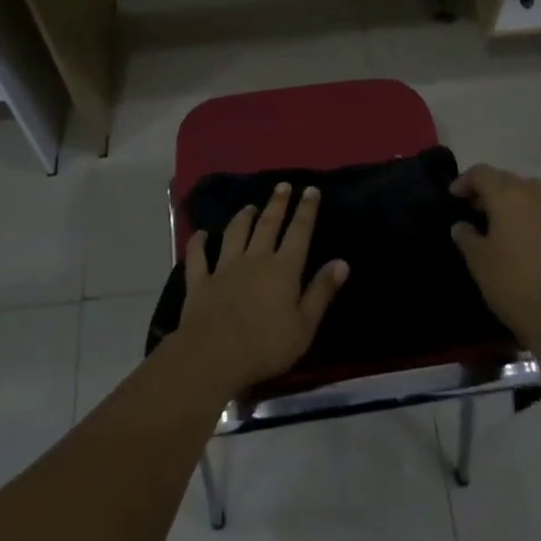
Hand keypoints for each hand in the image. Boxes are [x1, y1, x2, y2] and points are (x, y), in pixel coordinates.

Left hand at [177, 182, 348, 395]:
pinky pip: (198, 257)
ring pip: (235, 234)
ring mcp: (225, 268)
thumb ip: (321, 291)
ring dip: (242, 218)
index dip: (306, 210)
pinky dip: (198, 243)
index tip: (311, 190)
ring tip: (248, 206)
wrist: (213, 356)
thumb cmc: (266, 346)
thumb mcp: (305, 325)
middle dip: (277, 204)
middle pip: (267, 225)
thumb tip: (342, 262)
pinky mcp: (200, 281)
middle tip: (282, 185)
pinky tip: (201, 234)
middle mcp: (255, 259)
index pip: (299, 232)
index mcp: (283, 269)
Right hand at [450, 164, 540, 352]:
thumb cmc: (514, 285)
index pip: (482, 173)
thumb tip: (462, 225)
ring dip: (514, 203)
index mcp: (508, 195)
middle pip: (507, 180)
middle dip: (490, 191)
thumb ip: (466, 237)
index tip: (454, 197)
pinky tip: (530, 242)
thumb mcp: (479, 263)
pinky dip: (535, 219)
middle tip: (476, 211)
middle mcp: (536, 194)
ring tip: (504, 226)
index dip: (465, 181)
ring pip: (532, 194)